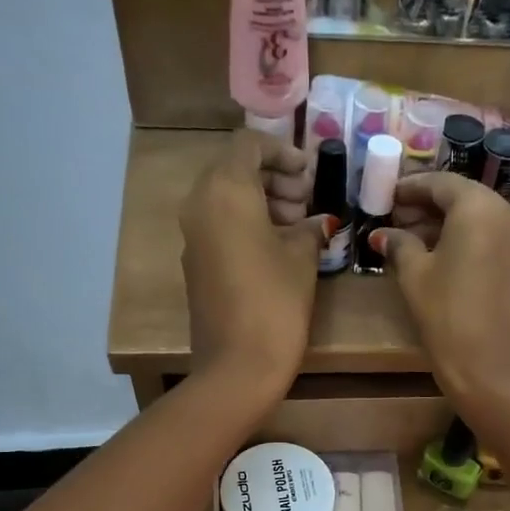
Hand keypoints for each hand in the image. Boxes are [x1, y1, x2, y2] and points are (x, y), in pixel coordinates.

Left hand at [182, 130, 327, 402]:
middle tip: (305, 204)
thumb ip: (309, 229)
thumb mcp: (302, 259)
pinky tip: (276, 252)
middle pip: (234, 169)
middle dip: (272, 179)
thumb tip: (317, 221)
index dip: (283, 153)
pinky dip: (246, 225)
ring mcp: (192, 236)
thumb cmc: (276, 303)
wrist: (237, 366)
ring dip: (261, 203)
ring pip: (225, 198)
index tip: (310, 175)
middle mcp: (200, 204)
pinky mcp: (195, 264)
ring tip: (296, 229)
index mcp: (226, 190)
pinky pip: (219, 226)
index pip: (249, 145)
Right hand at [369, 171, 509, 418]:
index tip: (385, 195)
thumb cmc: (448, 316)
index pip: (440, 183)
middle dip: (425, 205)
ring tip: (406, 238)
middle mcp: (505, 212)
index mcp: (479, 206)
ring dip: (441, 223)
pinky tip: (433, 254)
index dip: (410, 188)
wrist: (492, 369)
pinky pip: (485, 236)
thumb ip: (399, 245)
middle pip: (460, 197)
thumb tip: (384, 234)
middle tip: (393, 217)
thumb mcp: (415, 276)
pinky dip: (460, 238)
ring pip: (473, 217)